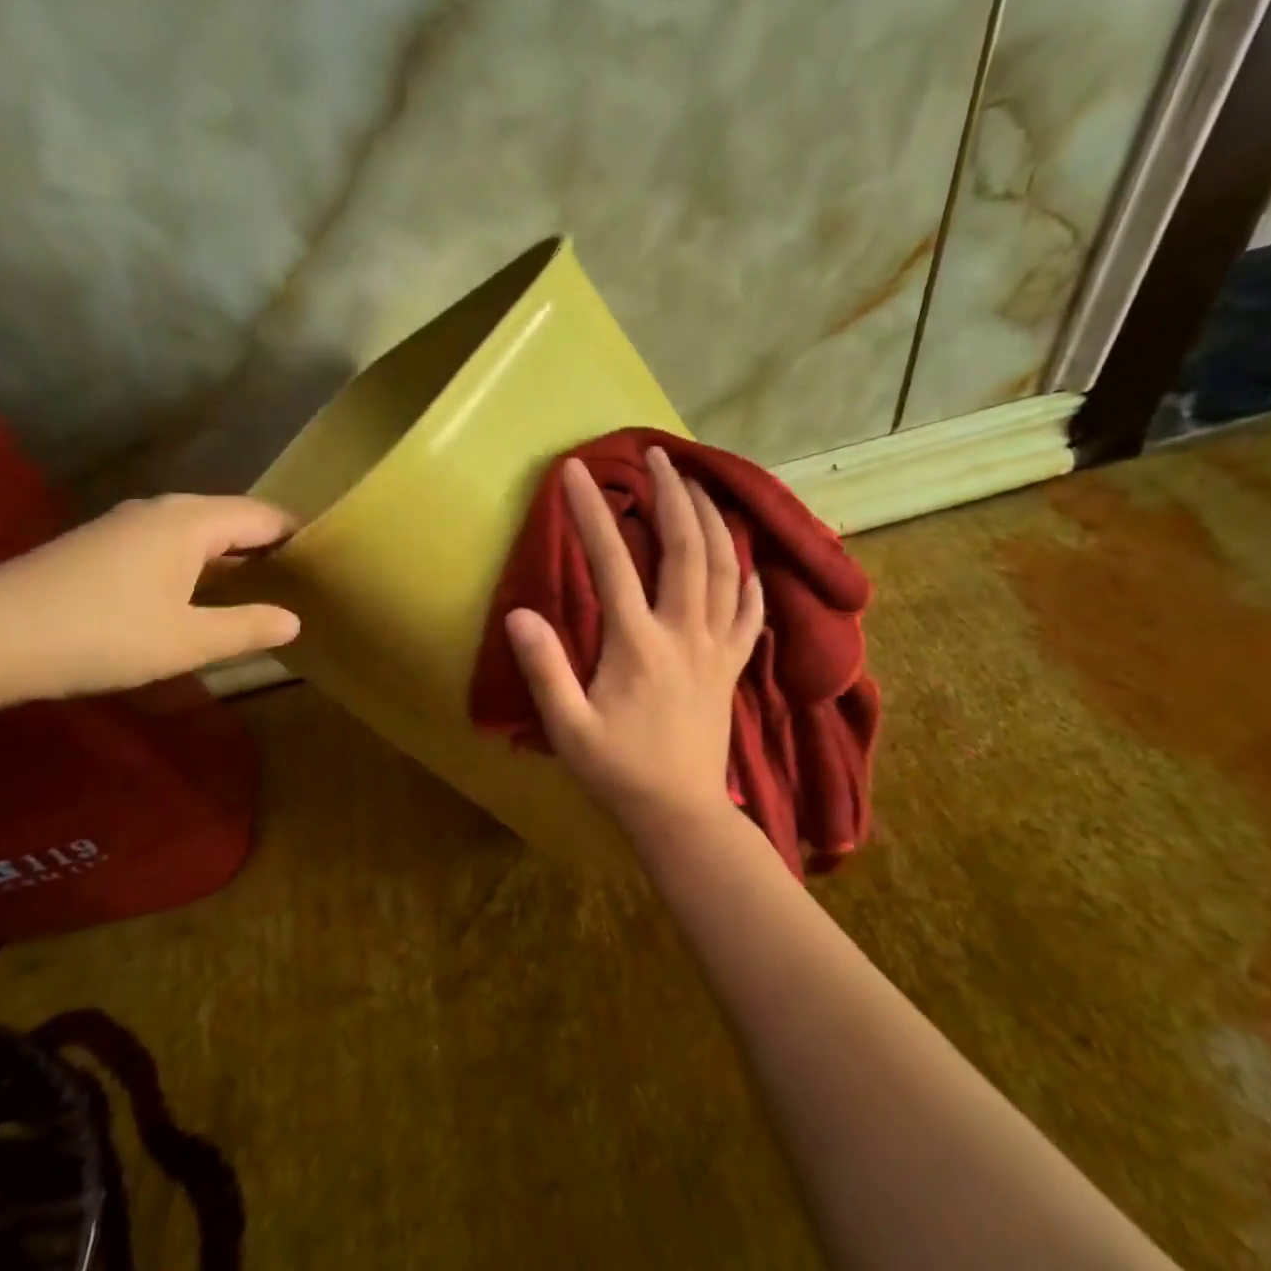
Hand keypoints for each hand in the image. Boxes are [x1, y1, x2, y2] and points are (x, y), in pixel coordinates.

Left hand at [0, 494, 300, 706]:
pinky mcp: (102, 544)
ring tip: (262, 588)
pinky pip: (170, 542)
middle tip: (304, 580)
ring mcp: (126, 524)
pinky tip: (200, 594)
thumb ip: (247, 628)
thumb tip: (294, 620)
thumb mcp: (187, 640)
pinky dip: (199, 561)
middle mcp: (163, 510)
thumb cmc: (101, 634)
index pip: (264, 516)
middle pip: (233, 517)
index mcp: (191, 522)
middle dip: (269, 545)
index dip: (299, 536)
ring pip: (199, 530)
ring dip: (232, 554)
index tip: (329, 562)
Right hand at [504, 447, 763, 839]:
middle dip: (674, 495)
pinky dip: (749, 580)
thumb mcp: (568, 727)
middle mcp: (683, 633)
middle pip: (688, 549)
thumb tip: (520, 613)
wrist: (680, 814)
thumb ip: (545, 669)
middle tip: (660, 456)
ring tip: (701, 486)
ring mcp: (715, 648)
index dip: (592, 513)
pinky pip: (750, 613)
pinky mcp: (732, 667)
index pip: (613, 562)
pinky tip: (747, 562)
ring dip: (714, 521)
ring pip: (727, 570)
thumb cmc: (618, 771)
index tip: (576, 471)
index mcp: (638, 644)